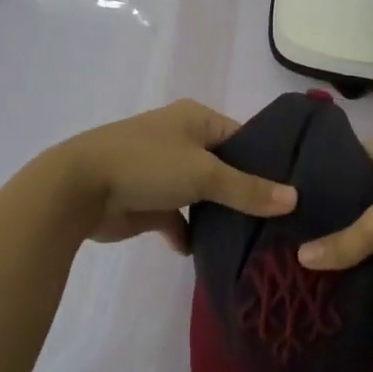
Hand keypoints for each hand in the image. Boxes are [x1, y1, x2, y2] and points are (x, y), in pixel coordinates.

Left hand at [51, 99, 296, 251]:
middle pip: (225, 168)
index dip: (267, 161)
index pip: (244, 137)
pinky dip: (188, 234)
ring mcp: (163, 172)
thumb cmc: (147, 165)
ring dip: (218, 216)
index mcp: (196, 119)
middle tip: (281, 220)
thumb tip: (294, 198)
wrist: (78, 189)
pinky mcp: (148, 203)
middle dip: (246, 193)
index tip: (294, 188)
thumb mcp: (204, 173)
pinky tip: (202, 252)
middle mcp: (182, 140)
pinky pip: (178, 219)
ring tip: (254, 239)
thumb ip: (248, 189)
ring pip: (202, 195)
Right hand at [295, 136, 372, 289]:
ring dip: (370, 218)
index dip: (328, 169)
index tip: (302, 194)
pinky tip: (370, 250)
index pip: (354, 151)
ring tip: (333, 237)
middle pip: (371, 176)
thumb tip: (301, 257)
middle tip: (311, 220)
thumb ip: (343, 241)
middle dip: (346, 199)